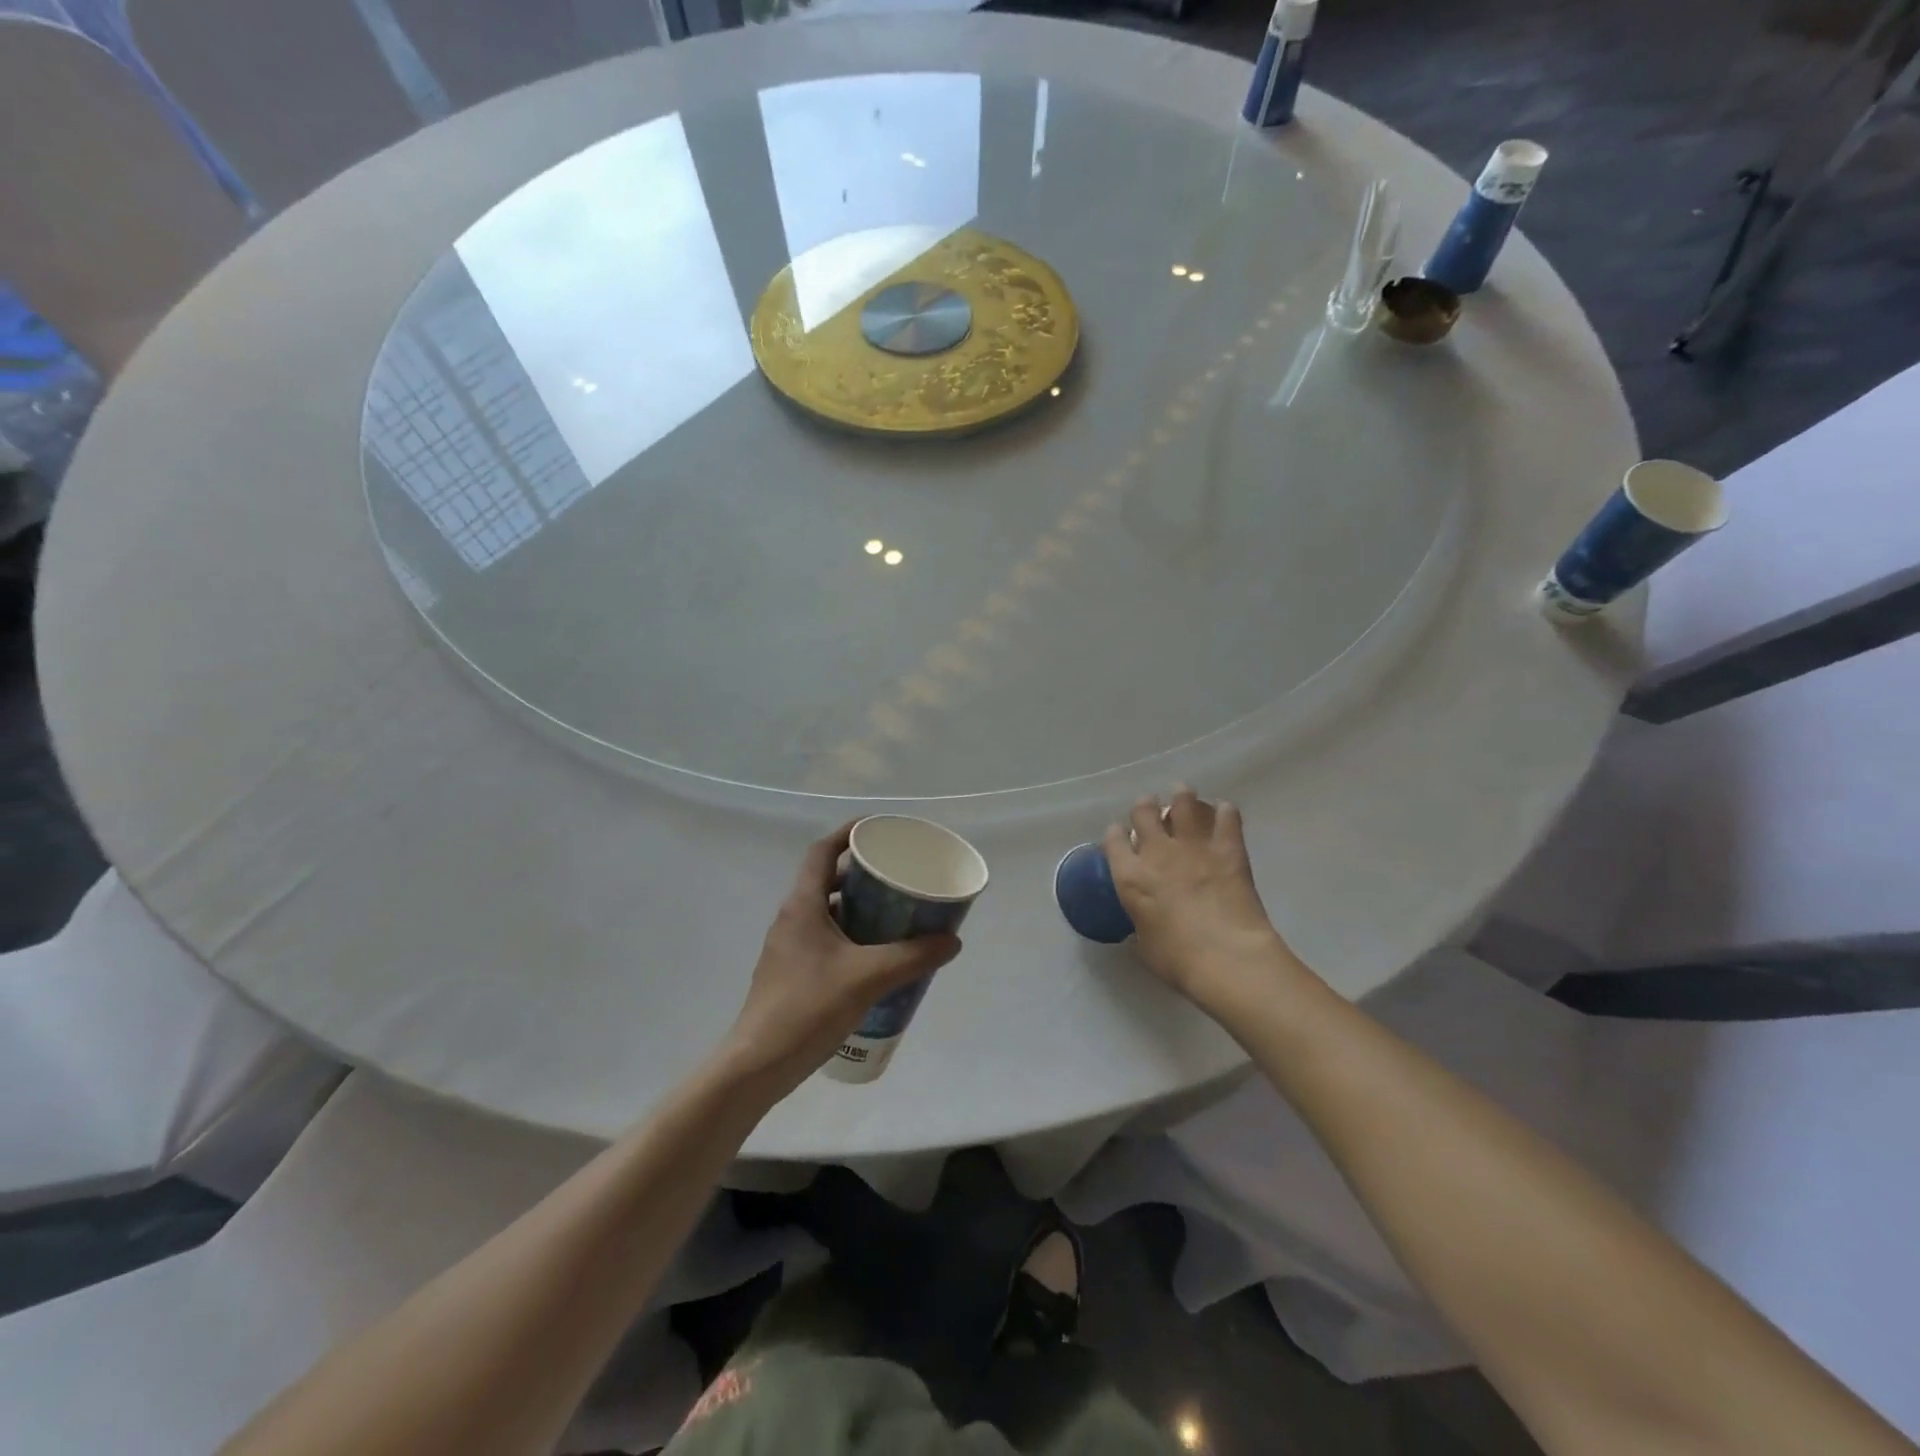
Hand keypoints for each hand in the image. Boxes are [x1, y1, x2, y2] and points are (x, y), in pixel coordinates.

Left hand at [720, 822, 961, 1098]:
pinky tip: (876, 957)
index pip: (822, 851)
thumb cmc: (808, 1008)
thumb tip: (953, 940)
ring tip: (895, 914)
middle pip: (827, 879)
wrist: (758, 1065)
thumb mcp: (868, 978)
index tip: (878, 830)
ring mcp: (789, 947)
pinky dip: (851, 936)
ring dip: (858, 908)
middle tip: (898, 876)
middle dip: (862, 874)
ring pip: (827, 912)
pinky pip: (825, 939)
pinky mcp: (792, 973)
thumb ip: (912, 957)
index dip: (848, 833)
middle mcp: (792, 918)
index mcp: (803, 905)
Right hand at [1103, 788, 1294, 1012]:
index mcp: (1130, 877)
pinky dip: (1225, 812)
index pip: (1114, 840)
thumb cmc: (1178, 961)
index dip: (1116, 834)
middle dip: (1146, 806)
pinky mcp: (1228, 849)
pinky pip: (1227, 817)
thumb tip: (1143, 927)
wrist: (1227, 958)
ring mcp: (1193, 846)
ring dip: (1182, 796)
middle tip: (1152, 808)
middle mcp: (1157, 852)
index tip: (1120, 834)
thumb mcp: (1144, 947)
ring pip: (1183, 803)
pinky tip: (1225, 813)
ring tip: (1183, 794)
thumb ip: (1140, 927)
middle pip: (1144, 811)